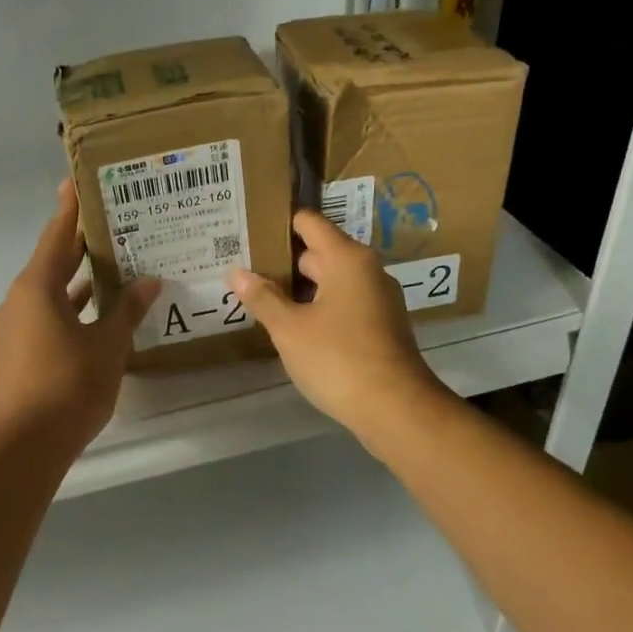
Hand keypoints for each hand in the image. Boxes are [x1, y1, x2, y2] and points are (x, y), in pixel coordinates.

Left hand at [0, 179, 160, 454]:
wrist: (21, 447)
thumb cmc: (67, 386)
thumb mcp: (107, 346)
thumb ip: (127, 311)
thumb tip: (149, 281)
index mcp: (36, 288)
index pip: (56, 237)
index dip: (69, 209)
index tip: (75, 182)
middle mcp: (18, 301)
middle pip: (51, 263)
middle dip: (78, 246)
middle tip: (109, 223)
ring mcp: (12, 330)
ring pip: (48, 295)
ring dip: (76, 283)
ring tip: (111, 269)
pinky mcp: (14, 356)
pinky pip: (44, 319)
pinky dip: (68, 312)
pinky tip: (95, 319)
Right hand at [229, 210, 445, 440]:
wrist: (396, 409)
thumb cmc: (338, 359)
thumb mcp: (290, 329)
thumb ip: (262, 298)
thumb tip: (236, 272)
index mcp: (347, 259)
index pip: (309, 223)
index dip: (280, 222)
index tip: (250, 225)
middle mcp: (367, 270)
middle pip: (319, 252)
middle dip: (283, 259)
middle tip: (244, 264)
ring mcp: (378, 299)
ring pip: (330, 281)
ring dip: (299, 287)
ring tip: (260, 294)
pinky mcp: (381, 326)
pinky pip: (342, 303)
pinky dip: (317, 306)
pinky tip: (291, 323)